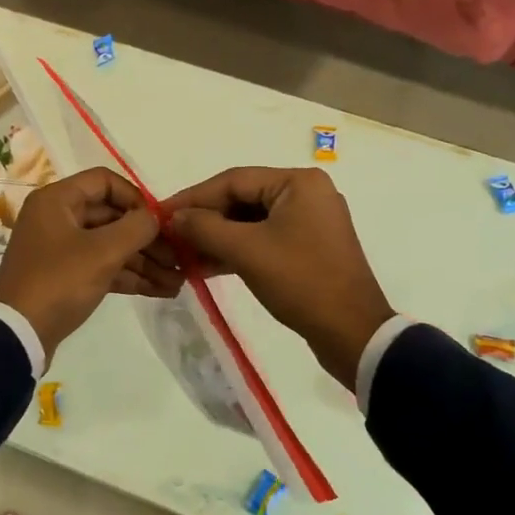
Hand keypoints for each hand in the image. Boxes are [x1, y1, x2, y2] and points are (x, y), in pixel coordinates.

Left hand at [0, 167, 181, 360]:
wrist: (16, 336)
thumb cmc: (58, 281)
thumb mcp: (102, 252)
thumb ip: (136, 228)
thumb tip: (156, 217)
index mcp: (58, 200)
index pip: (105, 182)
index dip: (136, 198)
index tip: (160, 221)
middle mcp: (58, 218)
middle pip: (112, 216)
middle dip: (147, 238)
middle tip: (180, 257)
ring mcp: (61, 249)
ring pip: (110, 245)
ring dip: (144, 261)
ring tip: (179, 280)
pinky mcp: (66, 277)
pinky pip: (103, 267)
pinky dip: (129, 276)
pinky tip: (162, 289)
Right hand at [164, 166, 393, 389]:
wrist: (353, 334)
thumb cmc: (301, 282)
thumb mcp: (247, 252)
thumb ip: (205, 228)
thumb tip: (174, 217)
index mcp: (298, 183)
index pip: (233, 180)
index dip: (193, 197)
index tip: (161, 212)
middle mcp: (306, 193)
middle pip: (242, 199)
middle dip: (205, 219)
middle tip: (170, 236)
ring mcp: (310, 221)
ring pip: (251, 221)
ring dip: (217, 237)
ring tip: (183, 254)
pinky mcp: (308, 247)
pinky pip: (264, 238)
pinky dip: (237, 250)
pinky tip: (207, 265)